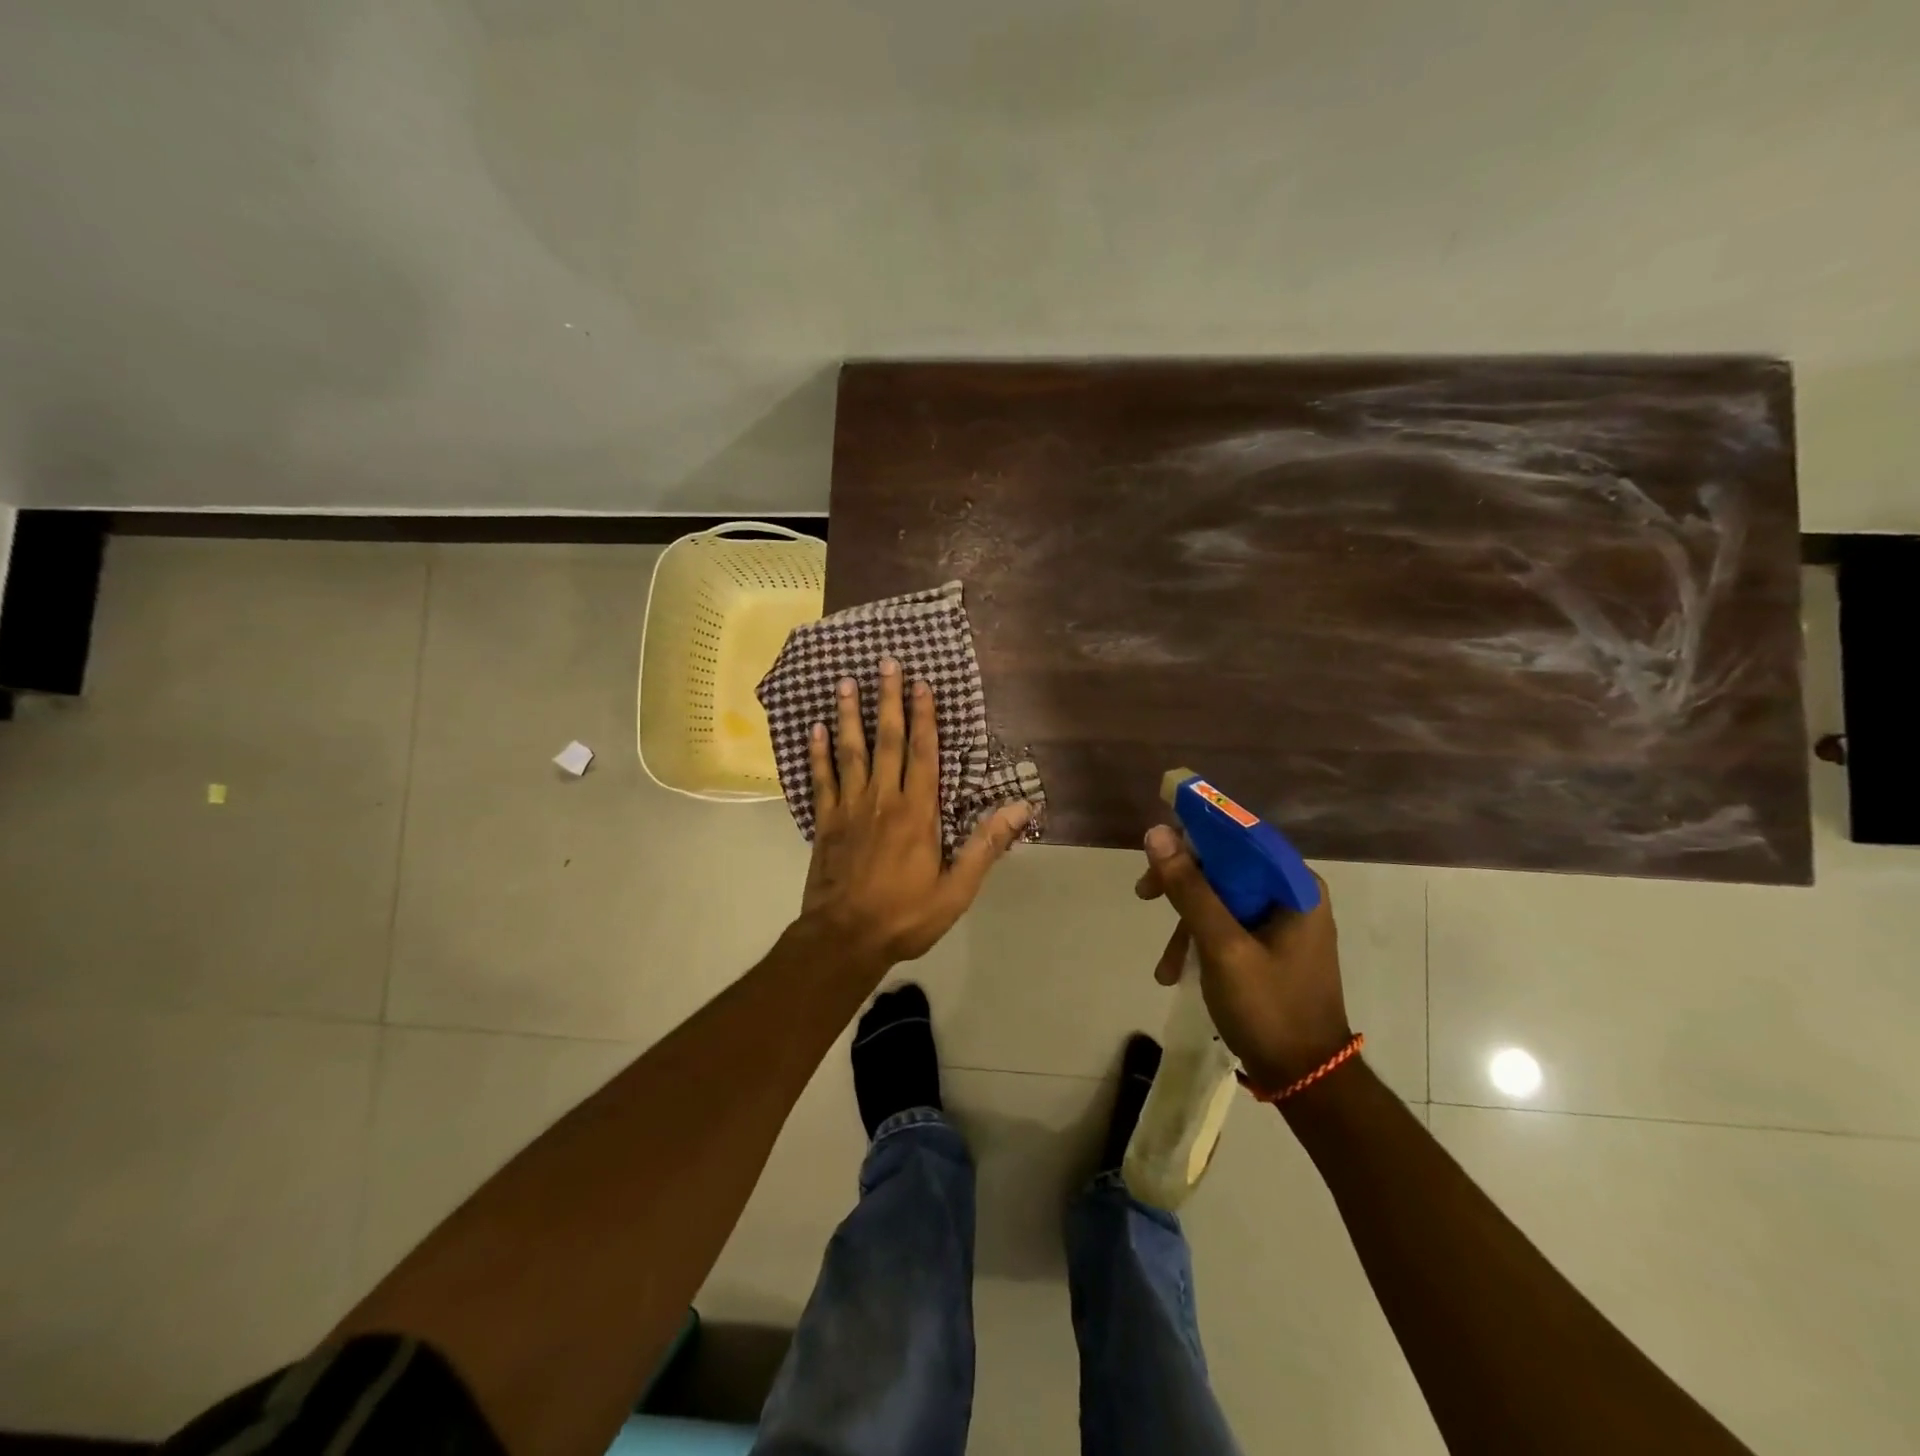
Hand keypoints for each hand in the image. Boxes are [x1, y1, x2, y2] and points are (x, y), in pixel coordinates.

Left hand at [797, 656, 1030, 970]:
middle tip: (885, 664)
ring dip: (850, 716)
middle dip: (889, 701)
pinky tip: (815, 728)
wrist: (844, 939)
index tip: (922, 683)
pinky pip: (822, 779)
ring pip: (851, 752)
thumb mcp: (956, 889)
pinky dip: (818, 753)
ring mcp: (850, 809)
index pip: (924, 754)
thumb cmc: (906, 915)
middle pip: (888, 741)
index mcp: (917, 813)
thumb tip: (1020, 808)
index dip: (924, 716)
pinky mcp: (825, 823)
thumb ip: (985, 845)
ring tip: (846, 682)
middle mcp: (883, 800)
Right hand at [1135, 824, 1350, 1090]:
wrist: (1307, 1081)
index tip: (1155, 845)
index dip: (1197, 831)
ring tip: (1164, 963)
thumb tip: (1158, 833)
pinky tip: (1177, 971)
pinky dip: (1200, 940)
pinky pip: (1227, 924)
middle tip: (1144, 894)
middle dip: (1183, 883)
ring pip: (1222, 897)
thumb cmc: (1269, 1008)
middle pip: (1228, 865)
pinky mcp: (1271, 947)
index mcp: (1295, 886)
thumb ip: (1190, 889)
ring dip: (1186, 921)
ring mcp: (1282, 923)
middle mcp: (1292, 895)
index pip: (1242, 835)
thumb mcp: (1222, 946)